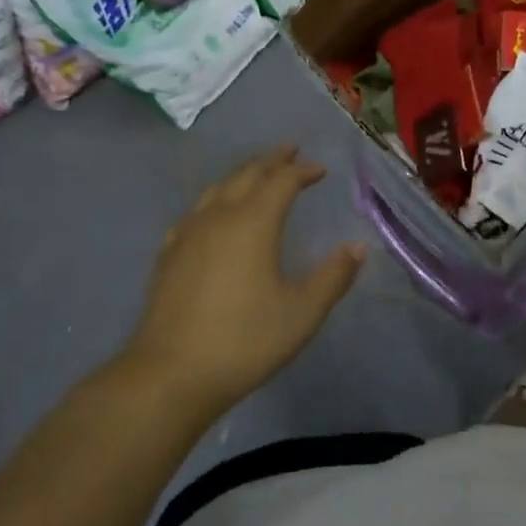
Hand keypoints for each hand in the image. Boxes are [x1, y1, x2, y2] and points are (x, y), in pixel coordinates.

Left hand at [119, 146, 364, 416]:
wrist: (170, 375)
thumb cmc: (245, 341)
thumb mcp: (302, 312)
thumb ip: (333, 276)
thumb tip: (357, 247)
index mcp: (252, 223)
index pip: (281, 182)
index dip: (302, 171)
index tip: (320, 169)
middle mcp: (218, 218)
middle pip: (246, 175)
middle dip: (271, 161)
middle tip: (290, 151)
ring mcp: (187, 235)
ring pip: (217, 189)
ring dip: (242, 175)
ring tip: (256, 174)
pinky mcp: (168, 256)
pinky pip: (195, 213)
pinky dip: (214, 201)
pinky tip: (212, 215)